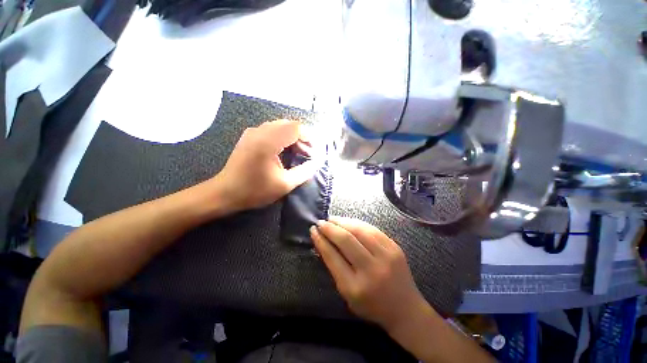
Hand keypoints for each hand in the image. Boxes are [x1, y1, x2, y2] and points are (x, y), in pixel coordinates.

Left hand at [212, 119, 315, 212]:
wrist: (226, 192)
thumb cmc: (255, 190)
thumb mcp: (285, 184)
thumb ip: (304, 172)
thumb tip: (317, 163)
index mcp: (268, 142)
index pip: (295, 128)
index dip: (309, 137)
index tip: (313, 152)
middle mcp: (260, 131)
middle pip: (288, 124)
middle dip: (301, 137)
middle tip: (306, 153)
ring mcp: (252, 132)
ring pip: (280, 126)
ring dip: (292, 137)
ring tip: (297, 152)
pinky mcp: (249, 136)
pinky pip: (271, 130)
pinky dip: (282, 137)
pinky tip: (283, 150)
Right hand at [310, 217, 429, 330]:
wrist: (405, 309)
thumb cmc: (372, 305)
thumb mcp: (347, 294)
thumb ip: (335, 269)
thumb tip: (323, 243)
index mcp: (355, 287)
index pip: (333, 257)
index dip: (321, 241)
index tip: (313, 231)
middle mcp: (371, 270)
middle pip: (346, 240)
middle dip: (330, 228)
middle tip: (321, 222)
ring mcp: (386, 256)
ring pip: (359, 230)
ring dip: (343, 222)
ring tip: (332, 219)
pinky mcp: (394, 247)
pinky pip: (372, 229)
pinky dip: (357, 223)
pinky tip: (348, 221)